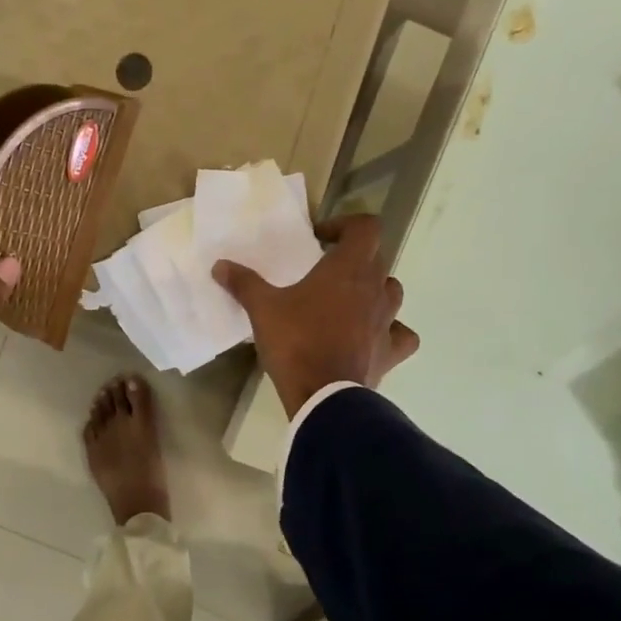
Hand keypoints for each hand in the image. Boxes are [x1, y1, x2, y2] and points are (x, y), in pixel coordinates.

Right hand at [213, 212, 420, 417]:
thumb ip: (243, 283)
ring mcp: (388, 320)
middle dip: (353, 258)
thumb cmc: (295, 342)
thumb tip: (219, 265)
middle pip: (377, 258)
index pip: (366, 227)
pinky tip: (373, 336)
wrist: (322, 395)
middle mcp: (375, 288)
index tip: (320, 239)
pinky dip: (391, 331)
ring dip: (373, 290)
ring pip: (391, 292)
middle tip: (325, 271)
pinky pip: (401, 334)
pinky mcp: (391, 351)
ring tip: (347, 302)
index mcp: (348, 268)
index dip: (345, 225)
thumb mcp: (262, 309)